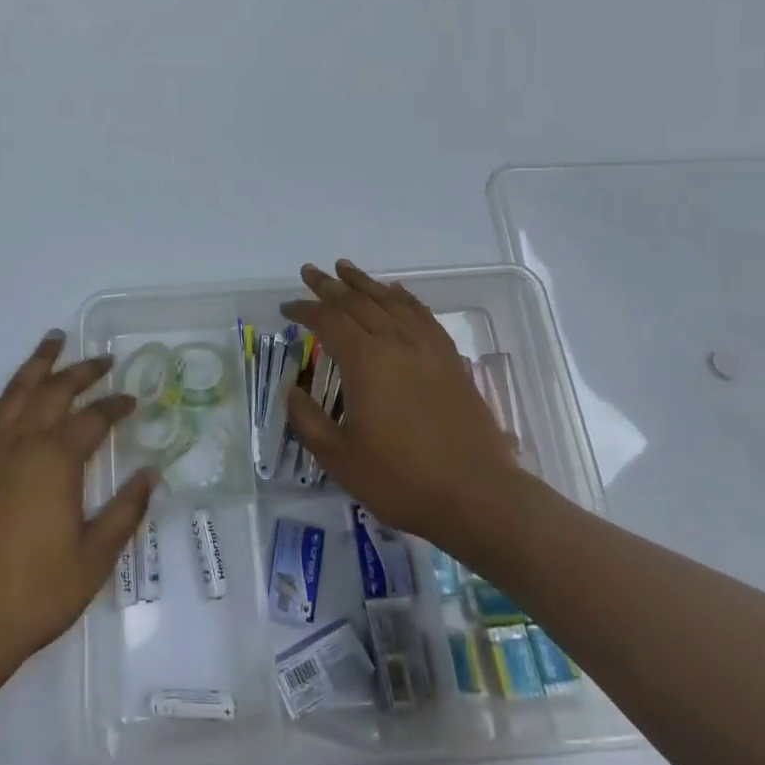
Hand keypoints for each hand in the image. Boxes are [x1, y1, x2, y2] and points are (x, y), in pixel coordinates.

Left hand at [0, 333, 155, 671]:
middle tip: (102, 359)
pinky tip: (2, 401)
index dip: (116, 406)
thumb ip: (125, 510)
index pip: (94, 419)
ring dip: (36, 365)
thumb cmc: (37, 592)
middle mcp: (21, 443)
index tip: (133, 400)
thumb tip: (151, 473)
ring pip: (14, 393)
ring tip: (53, 341)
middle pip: (54, 391)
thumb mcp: (95, 557)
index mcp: (56, 460)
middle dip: (82, 371)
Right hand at [282, 261, 521, 551]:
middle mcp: (396, 343)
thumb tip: (291, 390)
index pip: (328, 320)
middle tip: (309, 272)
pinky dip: (404, 298)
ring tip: (345, 268)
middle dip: (330, 286)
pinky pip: (423, 315)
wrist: (478, 496)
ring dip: (365, 283)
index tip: (286, 307)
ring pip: (390, 301)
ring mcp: (427, 348)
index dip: (304, 310)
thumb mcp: (339, 458)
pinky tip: (396, 293)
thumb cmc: (401, 480)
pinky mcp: (450, 360)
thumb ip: (308, 420)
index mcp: (365, 361)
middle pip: (358, 301)